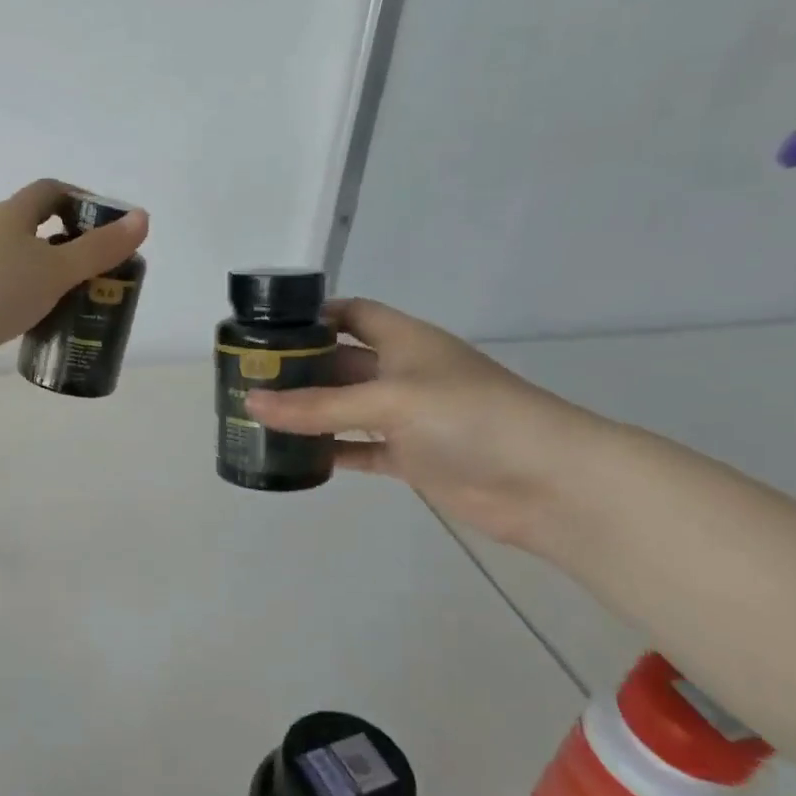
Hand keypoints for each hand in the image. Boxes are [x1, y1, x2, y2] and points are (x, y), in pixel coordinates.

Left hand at [0, 178, 148, 356]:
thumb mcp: (56, 268)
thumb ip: (99, 249)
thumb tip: (142, 219)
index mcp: (12, 216)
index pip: (51, 191)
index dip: (82, 200)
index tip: (110, 227)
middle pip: (39, 230)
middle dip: (73, 247)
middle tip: (103, 273)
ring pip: (24, 266)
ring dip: (52, 279)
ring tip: (82, 303)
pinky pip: (10, 295)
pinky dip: (32, 304)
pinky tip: (47, 325)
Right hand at [243, 298, 602, 547]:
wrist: (547, 482)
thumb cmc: (470, 417)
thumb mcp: (390, 401)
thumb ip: (319, 406)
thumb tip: (251, 402)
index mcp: (405, 340)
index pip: (353, 313)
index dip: (314, 315)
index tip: (267, 329)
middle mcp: (403, 373)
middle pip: (341, 362)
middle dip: (299, 368)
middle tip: (248, 378)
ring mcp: (408, 417)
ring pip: (346, 409)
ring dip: (310, 413)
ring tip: (260, 417)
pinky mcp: (412, 457)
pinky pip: (360, 449)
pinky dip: (332, 452)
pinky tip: (297, 458)